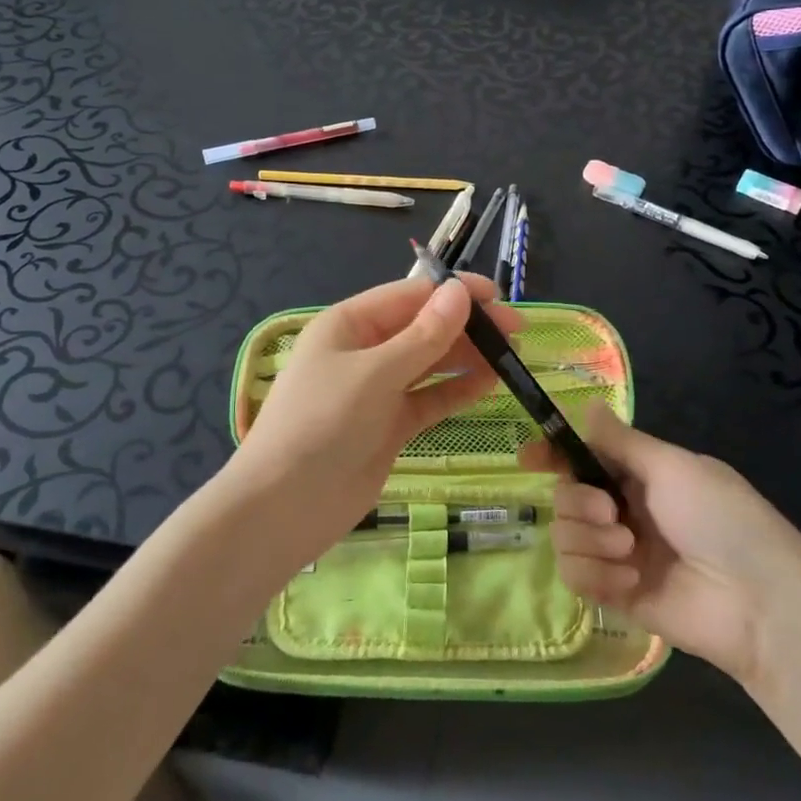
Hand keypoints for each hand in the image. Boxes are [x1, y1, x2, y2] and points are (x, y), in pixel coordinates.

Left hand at [228, 273, 521, 559]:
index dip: (453, 292)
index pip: (410, 295)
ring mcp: (377, 390)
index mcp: (349, 324)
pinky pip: (429, 399)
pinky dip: (457, 391)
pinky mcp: (389, 425)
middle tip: (516, 331)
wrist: (284, 507)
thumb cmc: (322, 423)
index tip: (498, 296)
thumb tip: (459, 293)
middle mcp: (364, 351)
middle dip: (467, 326)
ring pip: (430, 364)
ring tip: (512, 356)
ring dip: (467, 357)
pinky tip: (490, 383)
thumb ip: (423, 336)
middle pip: (423, 328)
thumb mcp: (375, 373)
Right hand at [521, 408, 800, 688]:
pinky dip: (597, 576)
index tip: (529, 459)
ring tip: (629, 552)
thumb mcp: (672, 467)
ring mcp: (619, 555)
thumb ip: (620, 441)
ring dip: (590, 541)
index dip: (554, 455)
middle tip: (612, 514)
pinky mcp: (616, 596)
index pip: (585, 458)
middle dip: (579, 503)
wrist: (759, 603)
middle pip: (566, 496)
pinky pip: (576, 577)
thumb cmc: (720, 518)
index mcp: (641, 475)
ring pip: (564, 537)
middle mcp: (625, 511)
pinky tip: (631, 582)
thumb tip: (586, 403)